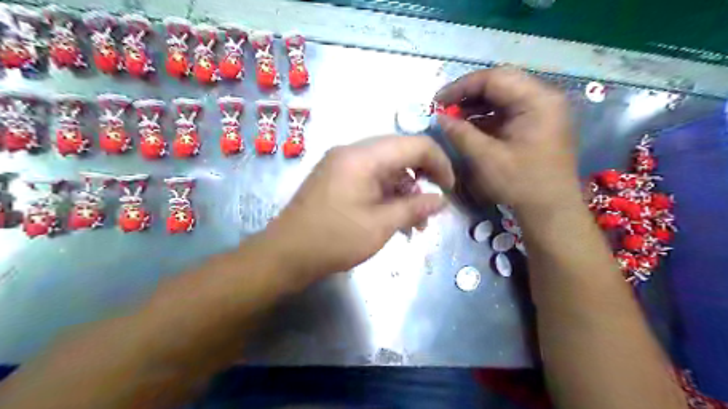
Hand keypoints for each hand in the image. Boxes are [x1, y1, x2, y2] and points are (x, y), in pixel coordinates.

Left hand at [267, 136, 453, 282]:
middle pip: (400, 153)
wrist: (285, 255)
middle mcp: (352, 152)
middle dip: (422, 179)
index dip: (439, 163)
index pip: (414, 144)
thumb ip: (414, 208)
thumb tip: (441, 199)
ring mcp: (341, 164)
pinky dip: (386, 194)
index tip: (450, 188)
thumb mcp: (380, 226)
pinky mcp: (336, 178)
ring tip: (414, 223)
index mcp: (363, 156)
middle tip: (432, 208)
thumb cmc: (334, 239)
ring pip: (386, 168)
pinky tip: (393, 218)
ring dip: (404, 191)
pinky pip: (370, 178)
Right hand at [434, 67, 584, 210]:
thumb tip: (439, 117)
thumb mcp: (486, 158)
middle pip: (501, 83)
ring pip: (504, 96)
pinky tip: (470, 127)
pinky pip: (509, 111)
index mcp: (538, 100)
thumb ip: (460, 133)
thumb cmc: (520, 183)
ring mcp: (544, 110)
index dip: (461, 87)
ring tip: (454, 117)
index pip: (494, 78)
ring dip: (477, 105)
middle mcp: (545, 98)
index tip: (437, 101)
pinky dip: (488, 116)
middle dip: (468, 94)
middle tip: (445, 108)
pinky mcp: (539, 124)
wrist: (551, 210)